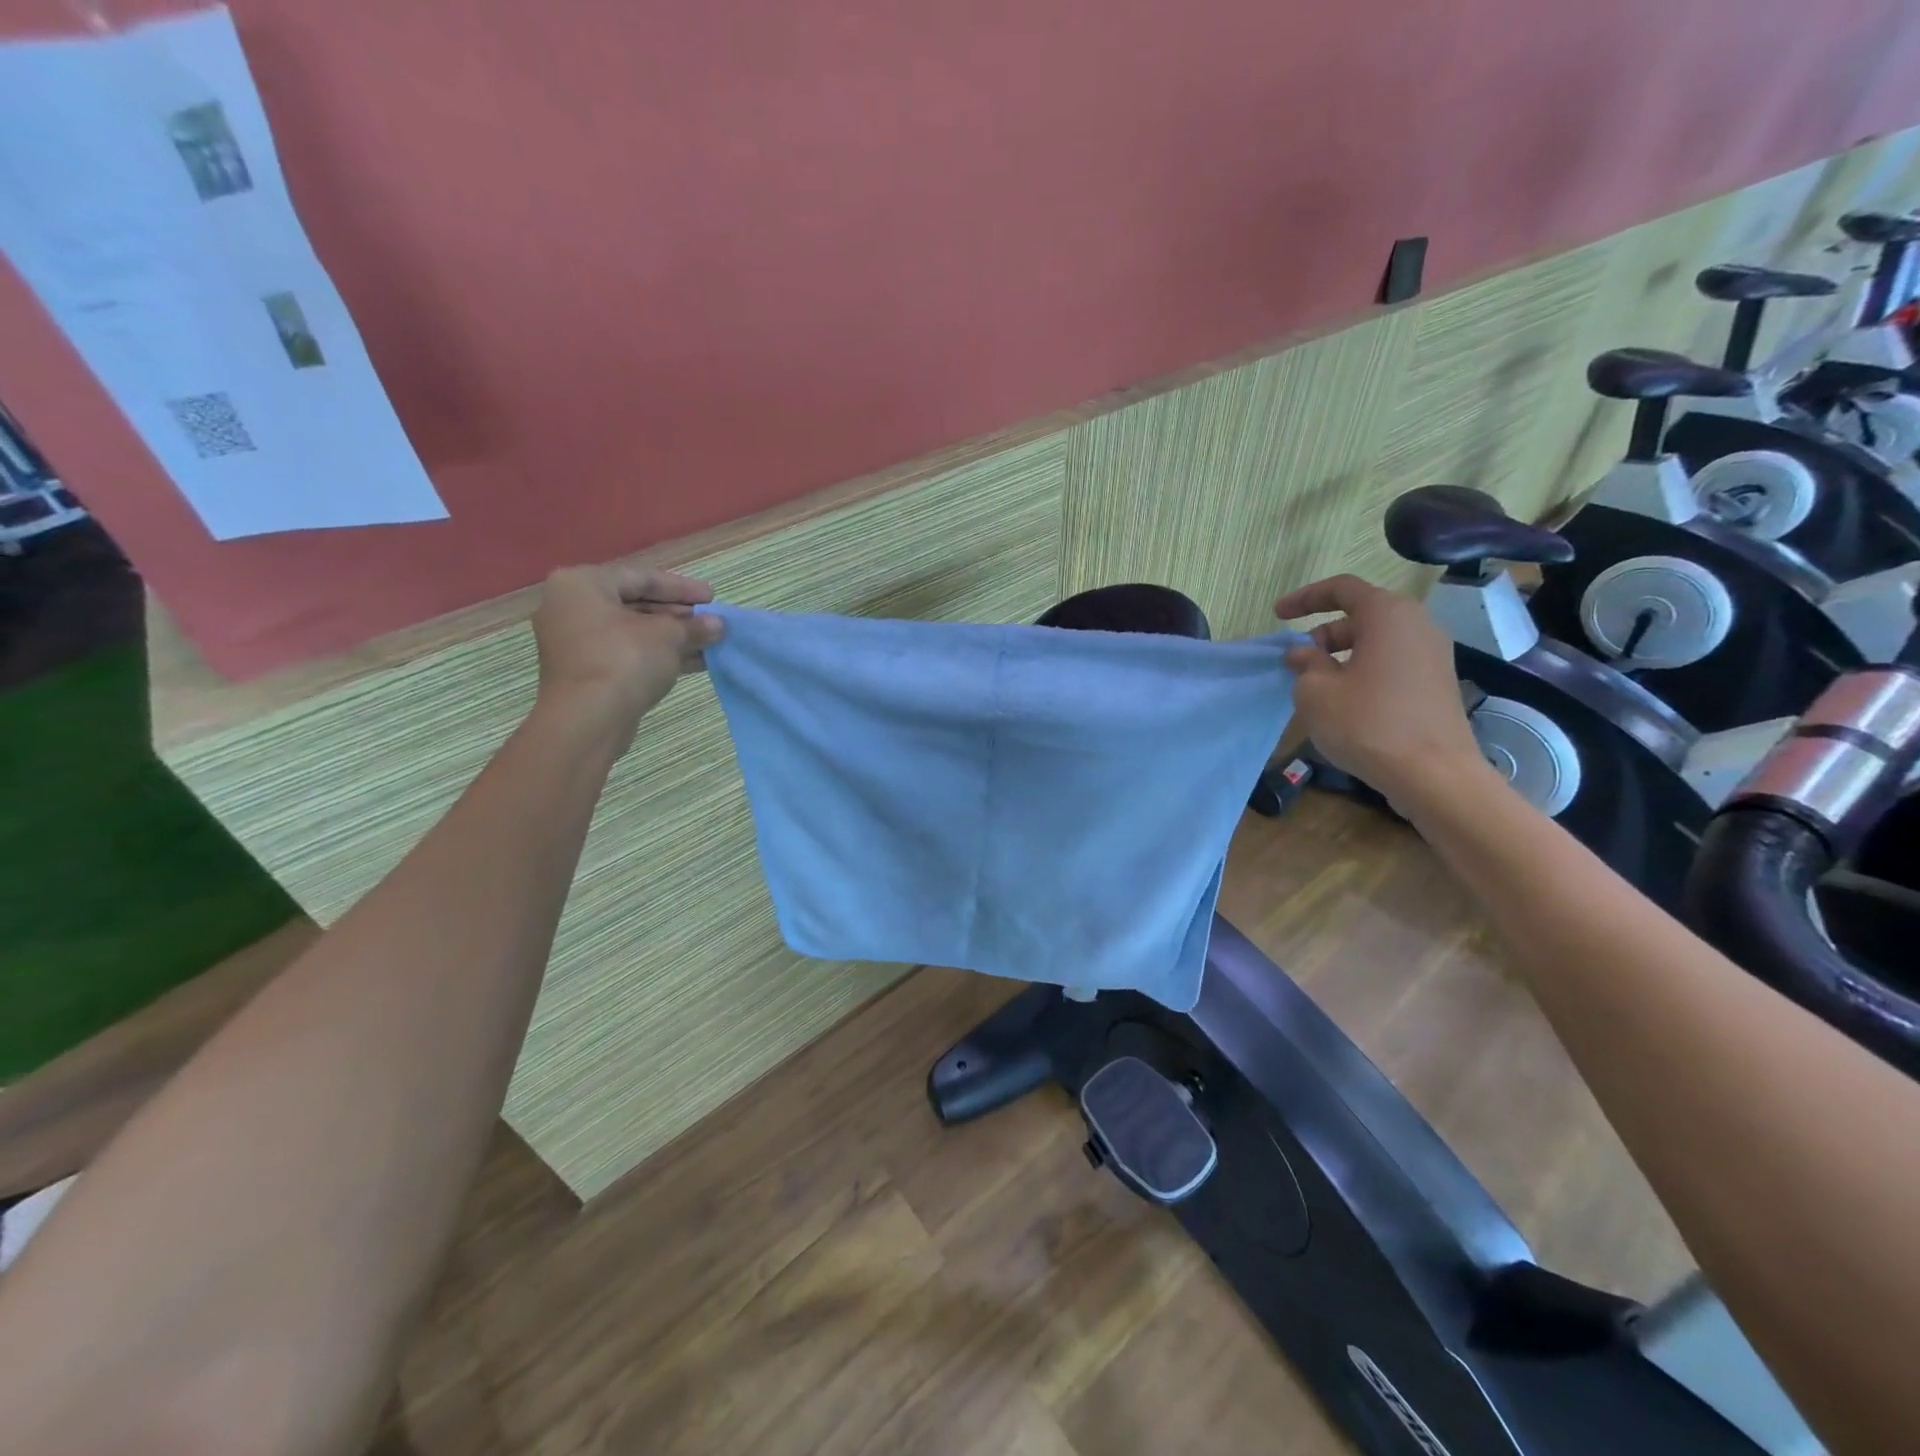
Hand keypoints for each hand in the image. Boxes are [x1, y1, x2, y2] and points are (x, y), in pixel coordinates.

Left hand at [531, 562, 722, 741]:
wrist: (589, 719)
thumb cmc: (624, 660)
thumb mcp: (667, 636)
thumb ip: (693, 626)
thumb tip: (717, 625)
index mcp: (582, 584)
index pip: (641, 578)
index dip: (682, 588)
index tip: (712, 598)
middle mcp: (571, 607)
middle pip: (635, 604)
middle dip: (677, 615)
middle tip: (710, 621)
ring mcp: (575, 642)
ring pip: (633, 632)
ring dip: (672, 637)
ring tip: (709, 642)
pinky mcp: (585, 671)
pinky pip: (626, 653)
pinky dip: (657, 655)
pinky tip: (693, 662)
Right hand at [1275, 574, 1488, 804]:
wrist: (1433, 774)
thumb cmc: (1368, 724)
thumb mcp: (1316, 692)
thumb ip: (1305, 664)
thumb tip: (1304, 654)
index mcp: (1388, 615)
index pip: (1342, 588)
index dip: (1305, 598)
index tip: (1279, 615)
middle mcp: (1417, 626)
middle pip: (1362, 615)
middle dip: (1324, 633)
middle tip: (1298, 661)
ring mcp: (1433, 655)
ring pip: (1378, 641)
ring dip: (1343, 655)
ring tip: (1318, 685)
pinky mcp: (1438, 683)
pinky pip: (1393, 662)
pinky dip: (1364, 670)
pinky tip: (1347, 701)